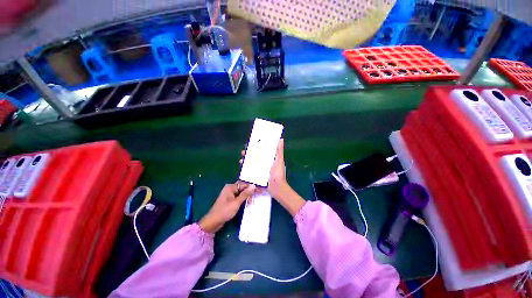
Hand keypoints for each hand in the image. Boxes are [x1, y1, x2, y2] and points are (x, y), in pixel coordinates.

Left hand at [199, 182, 254, 233]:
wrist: (213, 222)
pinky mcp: (230, 200)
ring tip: (254, 199)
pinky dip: (244, 199)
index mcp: (230, 187)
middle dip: (250, 191)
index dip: (252, 187)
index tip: (260, 190)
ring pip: (241, 193)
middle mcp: (230, 189)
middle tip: (259, 194)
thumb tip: (253, 186)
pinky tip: (249, 202)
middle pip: (243, 188)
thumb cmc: (224, 211)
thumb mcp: (236, 203)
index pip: (244, 185)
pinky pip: (239, 197)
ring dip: (247, 196)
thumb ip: (245, 194)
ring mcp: (230, 195)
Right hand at [240, 139, 305, 215]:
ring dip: (245, 160)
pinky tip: (241, 166)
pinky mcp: (256, 176)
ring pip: (251, 163)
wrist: (276, 188)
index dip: (256, 147)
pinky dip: (245, 168)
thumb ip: (279, 151)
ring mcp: (260, 170)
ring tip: (241, 159)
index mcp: (269, 159)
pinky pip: (250, 170)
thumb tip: (281, 139)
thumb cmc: (278, 173)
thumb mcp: (279, 161)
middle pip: (255, 156)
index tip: (250, 144)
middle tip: (243, 152)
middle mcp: (264, 163)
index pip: (262, 151)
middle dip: (248, 154)